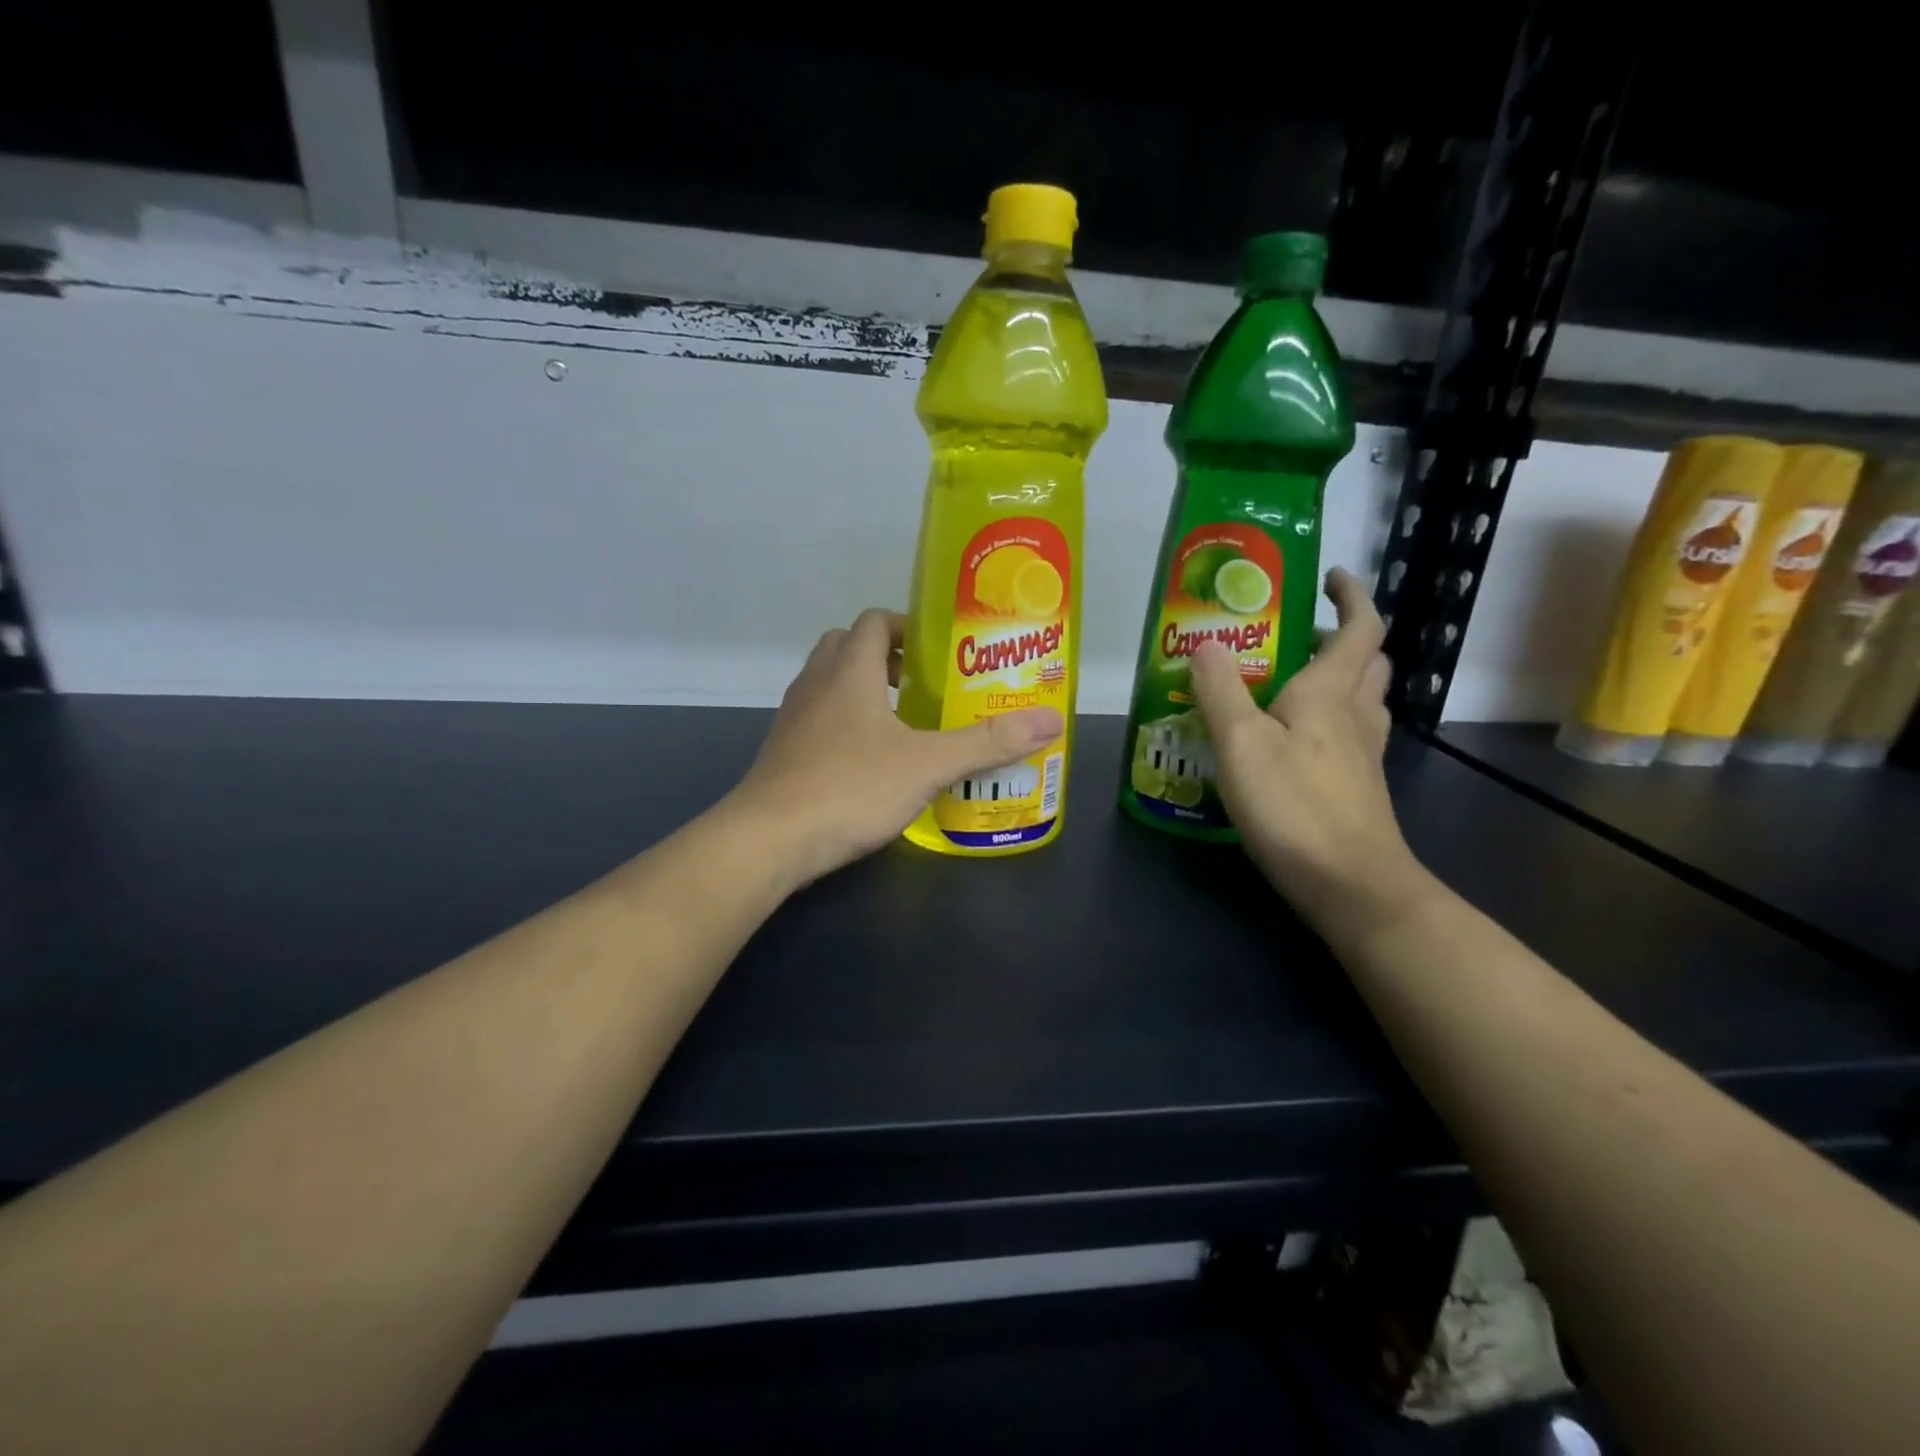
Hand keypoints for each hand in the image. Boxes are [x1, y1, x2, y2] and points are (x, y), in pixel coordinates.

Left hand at [728, 608, 1064, 882]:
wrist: (768, 839)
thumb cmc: (850, 787)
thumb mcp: (928, 765)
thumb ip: (988, 743)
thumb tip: (1052, 721)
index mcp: (849, 670)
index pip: (873, 621)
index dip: (905, 626)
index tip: (937, 649)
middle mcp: (815, 684)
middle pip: (845, 646)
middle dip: (883, 656)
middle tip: (920, 684)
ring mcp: (792, 719)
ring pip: (827, 683)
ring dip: (860, 690)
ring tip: (900, 722)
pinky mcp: (782, 752)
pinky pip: (816, 719)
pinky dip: (842, 724)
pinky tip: (868, 761)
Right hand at [1189, 567, 1418, 923]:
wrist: (1351, 884)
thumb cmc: (1294, 806)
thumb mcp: (1241, 744)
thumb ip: (1221, 691)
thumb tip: (1204, 642)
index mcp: (1330, 693)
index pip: (1359, 628)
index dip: (1351, 596)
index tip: (1329, 576)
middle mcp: (1356, 716)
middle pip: (1367, 662)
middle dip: (1342, 636)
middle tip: (1299, 633)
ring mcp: (1363, 755)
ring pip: (1363, 699)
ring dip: (1340, 677)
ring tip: (1292, 681)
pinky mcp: (1358, 788)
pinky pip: (1351, 734)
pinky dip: (1331, 719)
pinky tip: (1294, 740)